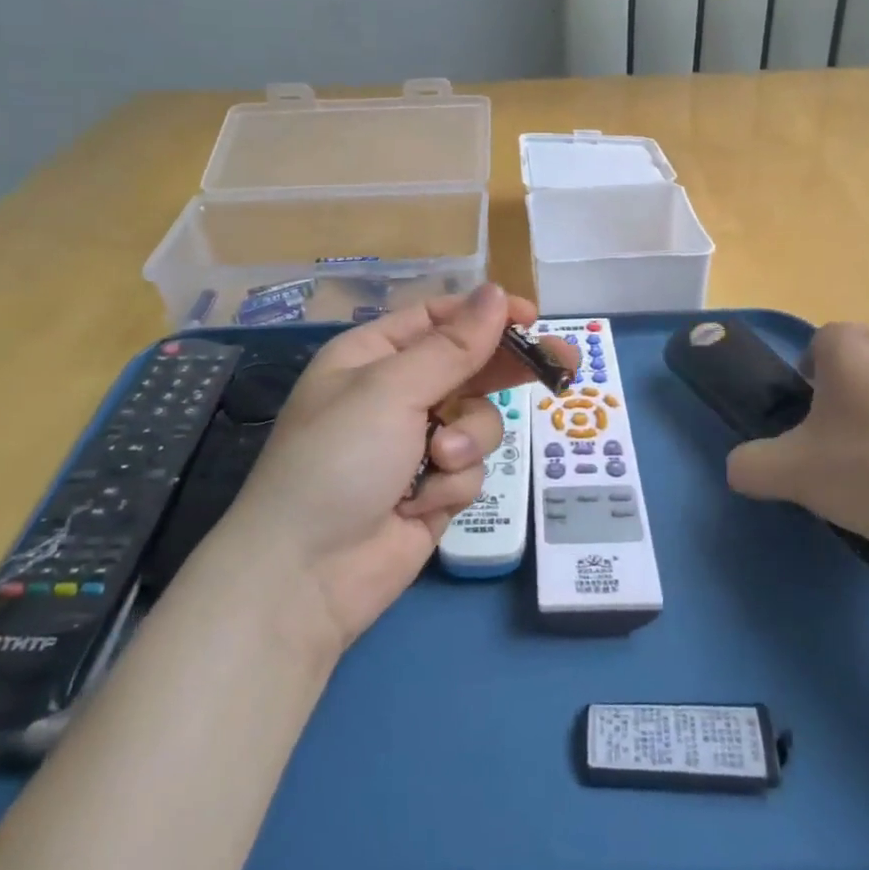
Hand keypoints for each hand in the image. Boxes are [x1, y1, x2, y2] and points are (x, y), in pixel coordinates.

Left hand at [221, 284, 577, 653]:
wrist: (306, 575)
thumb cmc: (339, 459)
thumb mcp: (392, 390)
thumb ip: (453, 346)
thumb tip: (495, 293)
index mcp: (373, 356)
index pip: (439, 319)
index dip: (486, 314)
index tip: (532, 317)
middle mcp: (396, 393)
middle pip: (469, 365)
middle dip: (507, 368)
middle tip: (563, 363)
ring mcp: (416, 443)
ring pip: (478, 420)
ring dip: (467, 439)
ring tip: (438, 461)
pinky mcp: (433, 487)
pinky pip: (470, 467)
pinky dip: (452, 483)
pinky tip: (420, 503)